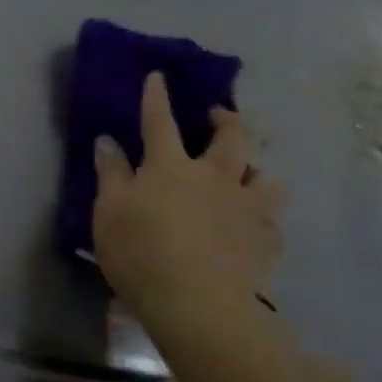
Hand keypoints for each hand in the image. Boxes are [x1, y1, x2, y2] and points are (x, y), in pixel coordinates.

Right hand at [92, 74, 284, 346]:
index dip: (157, 97)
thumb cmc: (141, 253)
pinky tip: (258, 225)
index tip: (159, 76)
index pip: (160, 121)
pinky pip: (273, 221)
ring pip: (265, 176)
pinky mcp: (266, 240)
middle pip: (230, 137)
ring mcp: (245, 207)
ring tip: (249, 173)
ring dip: (256, 169)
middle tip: (219, 116)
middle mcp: (214, 176)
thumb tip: (108, 140)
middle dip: (225, 120)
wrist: (198, 304)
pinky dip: (265, 217)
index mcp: (170, 165)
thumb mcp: (109, 212)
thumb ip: (111, 173)